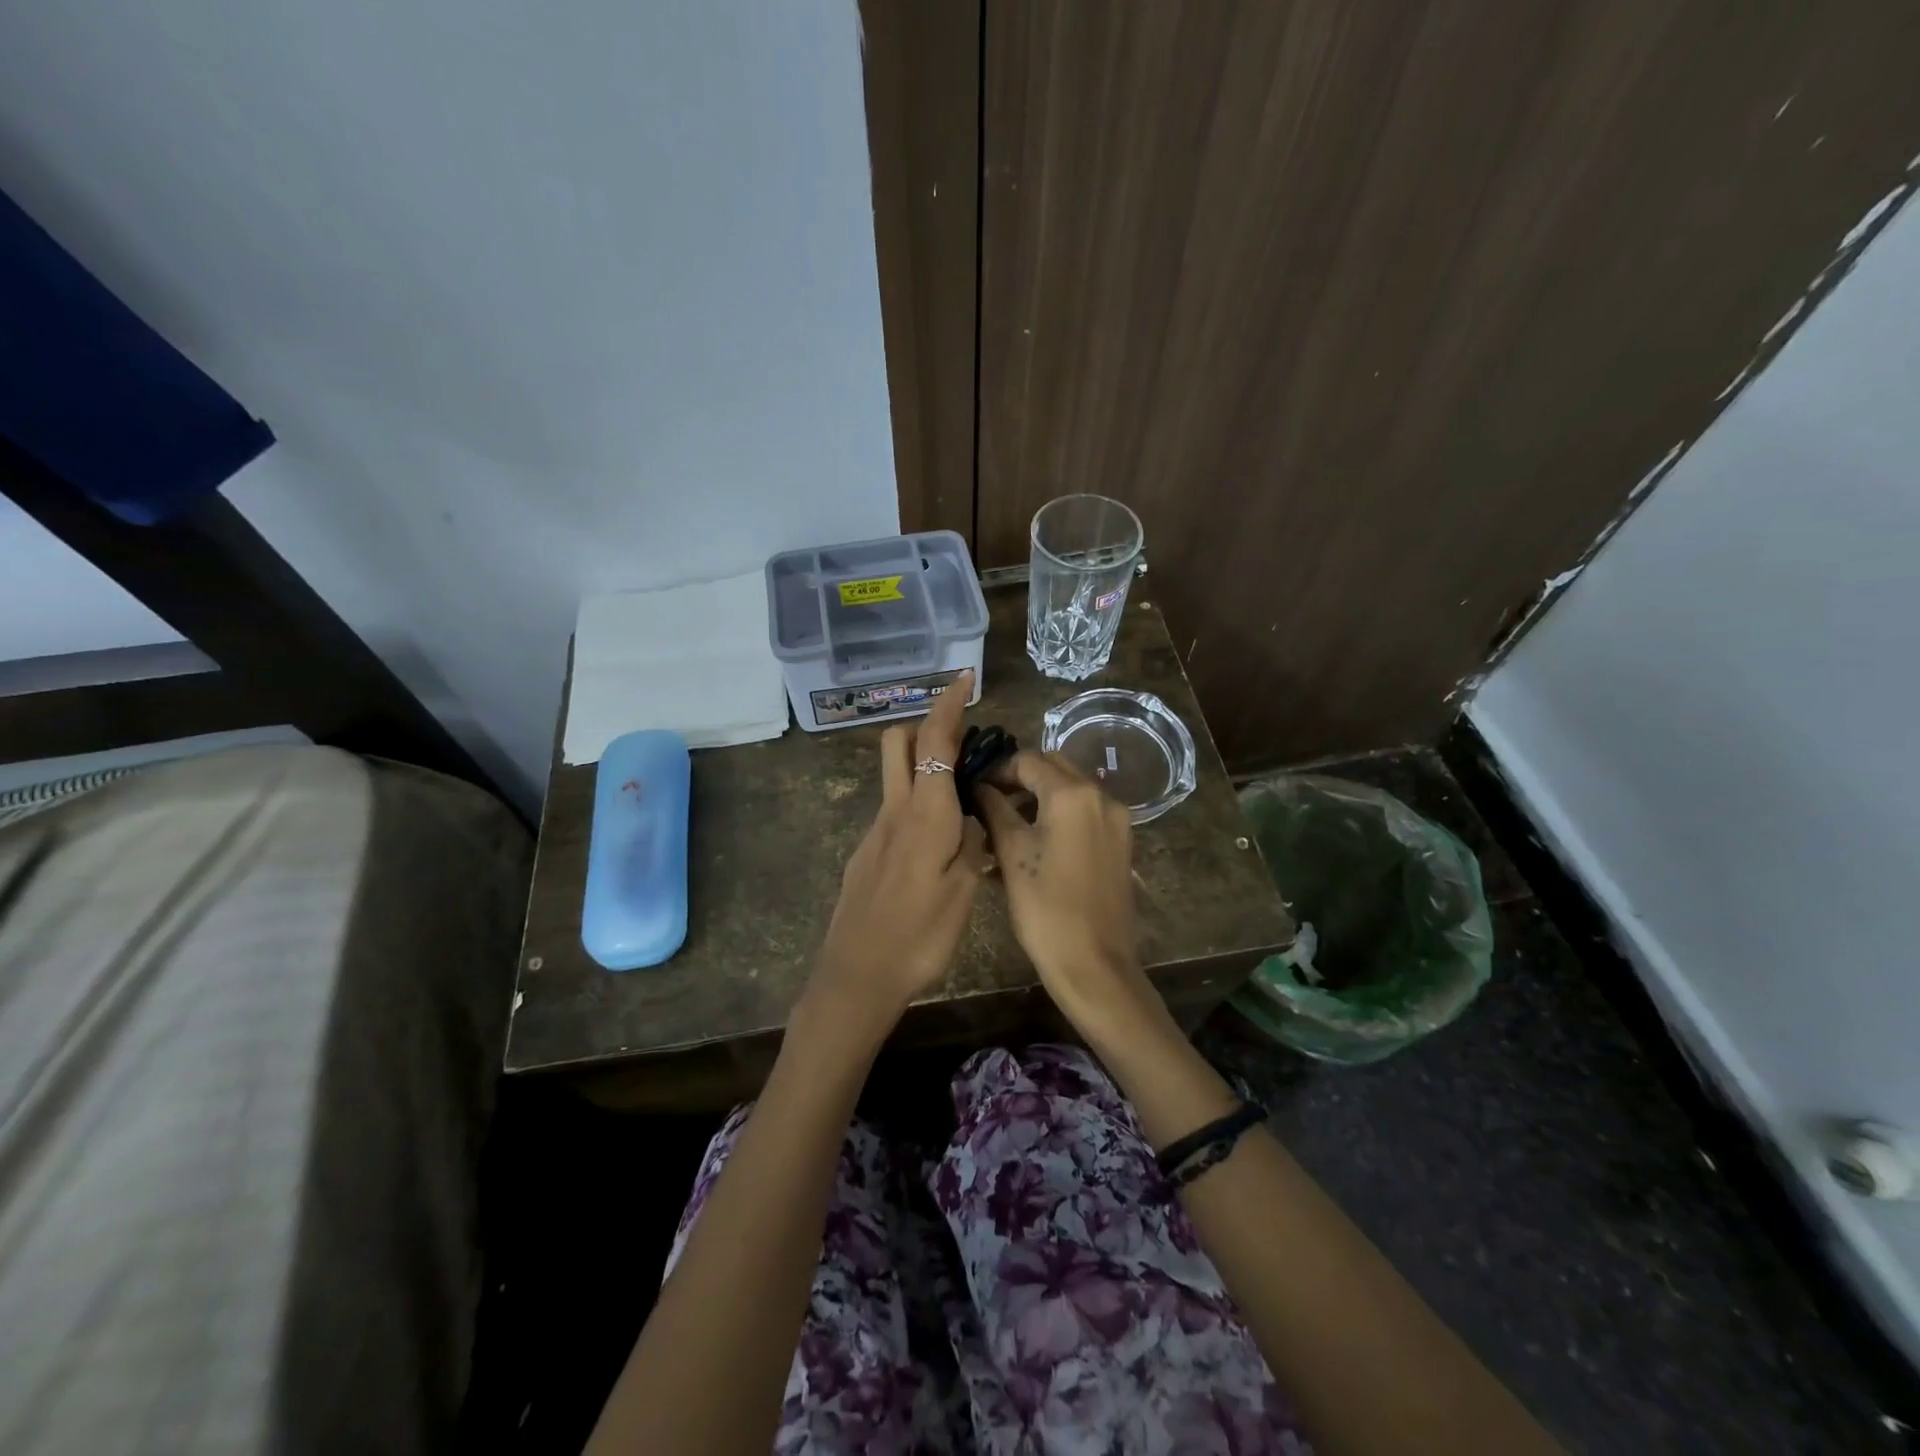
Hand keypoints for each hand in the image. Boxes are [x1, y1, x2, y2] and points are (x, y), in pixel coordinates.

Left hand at [811, 671, 989, 1028]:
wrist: (856, 975)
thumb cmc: (918, 935)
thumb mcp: (962, 890)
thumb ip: (972, 843)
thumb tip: (974, 815)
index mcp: (923, 813)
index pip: (933, 741)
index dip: (949, 704)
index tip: (964, 678)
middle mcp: (894, 811)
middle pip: (898, 744)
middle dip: (926, 727)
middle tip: (963, 743)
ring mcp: (875, 832)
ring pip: (895, 777)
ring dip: (923, 767)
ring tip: (963, 800)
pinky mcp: (866, 853)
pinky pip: (894, 811)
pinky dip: (917, 804)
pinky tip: (939, 844)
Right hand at [975, 751, 1151, 1028]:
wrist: (1095, 964)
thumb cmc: (1046, 908)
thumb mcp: (1012, 854)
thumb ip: (994, 809)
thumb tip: (979, 786)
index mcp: (1073, 793)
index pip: (1028, 760)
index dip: (997, 770)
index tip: (973, 787)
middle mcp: (1101, 796)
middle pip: (1054, 768)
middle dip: (1020, 778)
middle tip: (988, 801)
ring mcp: (1116, 820)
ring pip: (1070, 790)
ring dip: (1039, 796)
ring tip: (1005, 823)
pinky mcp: (1121, 842)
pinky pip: (1085, 813)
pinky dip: (1059, 815)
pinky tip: (1034, 841)